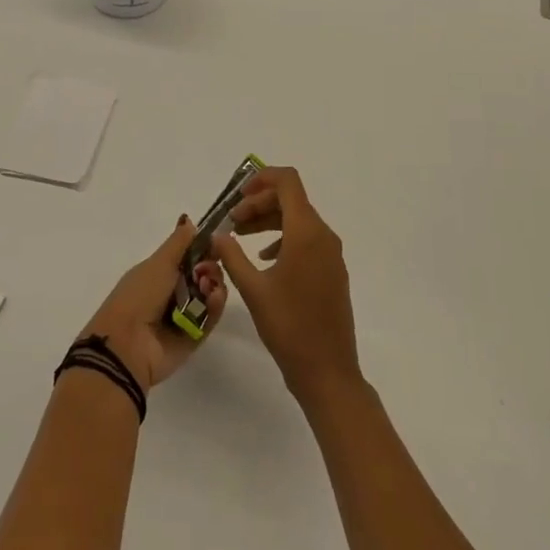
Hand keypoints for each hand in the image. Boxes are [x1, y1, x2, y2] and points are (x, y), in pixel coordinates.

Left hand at [79, 216, 226, 393]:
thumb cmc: (139, 295)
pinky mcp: (195, 336)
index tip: (217, 243)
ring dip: (214, 285)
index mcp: (160, 272)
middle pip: (204, 274)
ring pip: (210, 294)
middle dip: (211, 267)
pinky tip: (214, 297)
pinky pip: (212, 317)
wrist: (129, 344)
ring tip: (208, 286)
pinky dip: (216, 306)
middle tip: (205, 271)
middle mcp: (173, 292)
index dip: (204, 249)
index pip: (190, 256)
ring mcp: (185, 315)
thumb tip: (190, 220)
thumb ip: (178, 242)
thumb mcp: (158, 262)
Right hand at [213, 167, 360, 406]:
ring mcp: (331, 254)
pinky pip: (307, 240)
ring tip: (240, 236)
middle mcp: (323, 235)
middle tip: (231, 221)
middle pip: (291, 200)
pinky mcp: (332, 271)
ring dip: (269, 220)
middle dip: (259, 203)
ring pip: (298, 220)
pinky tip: (264, 259)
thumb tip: (217, 235)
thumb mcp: (253, 289)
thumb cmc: (289, 327)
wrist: (328, 371)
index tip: (237, 194)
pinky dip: (283, 238)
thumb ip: (232, 256)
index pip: (288, 182)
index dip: (262, 178)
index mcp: (307, 232)